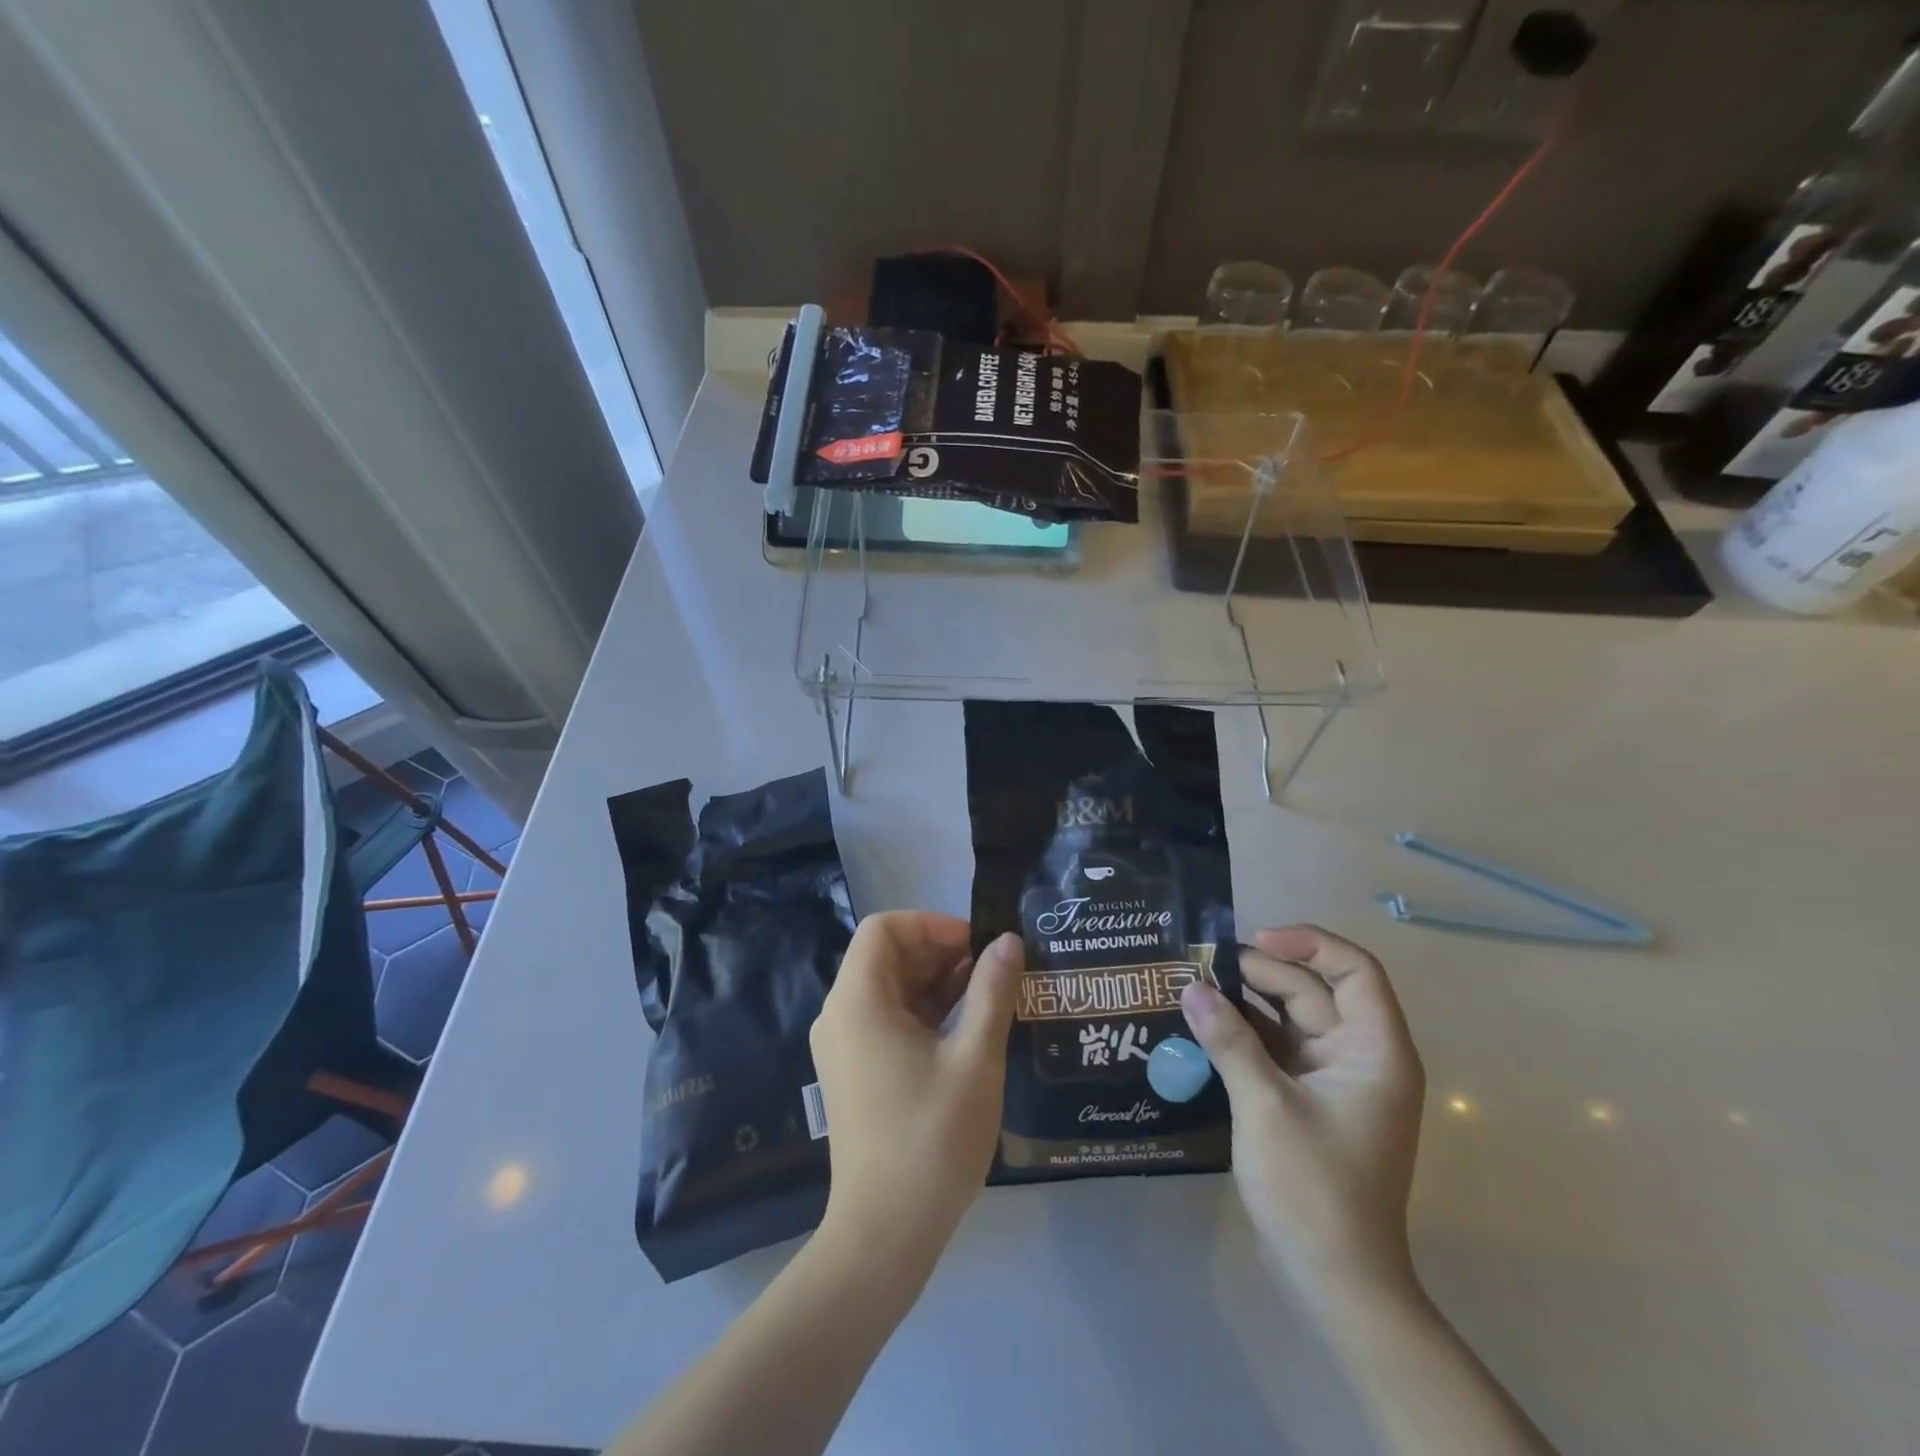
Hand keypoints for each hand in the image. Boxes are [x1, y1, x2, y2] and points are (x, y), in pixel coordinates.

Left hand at [810, 913, 1020, 1261]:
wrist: (884, 1234)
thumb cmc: (931, 1138)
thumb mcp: (974, 1058)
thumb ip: (992, 991)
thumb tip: (1008, 941)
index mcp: (858, 1001)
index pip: (884, 928)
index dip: (931, 924)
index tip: (976, 946)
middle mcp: (839, 1015)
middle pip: (885, 956)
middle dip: (939, 953)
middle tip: (991, 972)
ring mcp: (842, 1046)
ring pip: (888, 988)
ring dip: (935, 983)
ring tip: (987, 998)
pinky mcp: (852, 1072)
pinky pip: (885, 1019)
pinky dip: (922, 1012)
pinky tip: (963, 1030)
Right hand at [1180, 926, 1424, 1305]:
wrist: (1335, 1283)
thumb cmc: (1314, 1188)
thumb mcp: (1265, 1105)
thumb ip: (1228, 1040)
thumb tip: (1191, 987)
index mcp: (1375, 1051)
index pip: (1355, 970)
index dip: (1308, 943)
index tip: (1253, 940)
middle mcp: (1361, 1056)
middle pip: (1314, 991)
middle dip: (1260, 972)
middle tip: (1202, 967)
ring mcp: (1336, 1081)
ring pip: (1292, 1019)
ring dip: (1248, 1001)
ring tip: (1196, 987)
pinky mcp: (1311, 1101)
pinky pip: (1279, 1049)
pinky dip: (1246, 1034)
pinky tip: (1205, 1026)